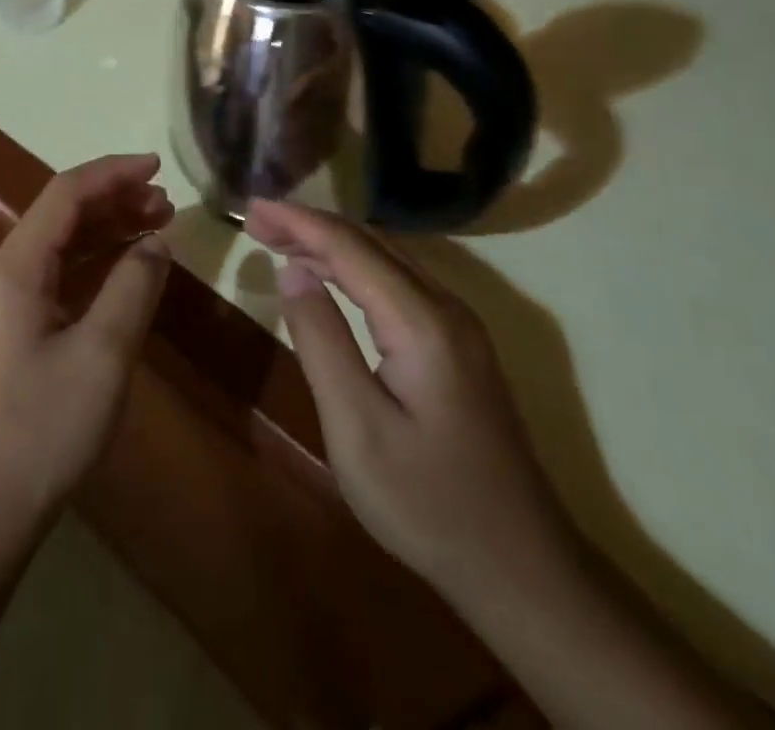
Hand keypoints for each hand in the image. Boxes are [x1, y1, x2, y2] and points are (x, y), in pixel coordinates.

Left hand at [0, 155, 174, 536]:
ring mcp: (3, 305)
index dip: (113, 173)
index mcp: (14, 268)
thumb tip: (154, 242)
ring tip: (156, 226)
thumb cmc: (41, 430)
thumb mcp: (102, 355)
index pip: (65, 194)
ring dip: (106, 232)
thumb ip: (132, 287)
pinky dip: (94, 266)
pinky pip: (56, 279)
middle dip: (114, 201)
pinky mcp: (11, 333)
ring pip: (60, 247)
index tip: (158, 166)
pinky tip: (126, 271)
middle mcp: (2, 274)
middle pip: (61, 216)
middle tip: (167, 203)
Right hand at [246, 200, 574, 613]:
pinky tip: (332, 278)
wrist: (522, 568)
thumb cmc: (427, 503)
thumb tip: (293, 270)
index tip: (251, 206)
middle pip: (370, 242)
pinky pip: (400, 281)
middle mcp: (446, 306)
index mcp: (421, 321)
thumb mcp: (357, 428)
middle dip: (311, 224)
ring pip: (388, 258)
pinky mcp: (460, 345)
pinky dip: (356, 267)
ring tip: (281, 241)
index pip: (349, 247)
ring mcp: (459, 325)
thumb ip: (322, 340)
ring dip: (333, 243)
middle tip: (257, 222)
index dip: (298, 221)